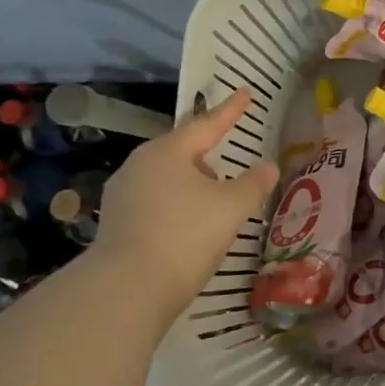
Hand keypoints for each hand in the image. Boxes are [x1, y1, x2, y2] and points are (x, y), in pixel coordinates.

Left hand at [86, 89, 278, 321]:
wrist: (125, 292)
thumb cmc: (184, 236)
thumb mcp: (231, 208)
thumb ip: (253, 183)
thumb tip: (268, 166)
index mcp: (167, 152)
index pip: (207, 124)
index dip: (230, 110)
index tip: (245, 93)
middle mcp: (139, 166)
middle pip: (182, 150)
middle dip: (206, 150)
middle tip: (227, 147)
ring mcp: (122, 196)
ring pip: (166, 177)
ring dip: (192, 181)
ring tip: (213, 192)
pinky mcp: (116, 225)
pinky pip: (155, 202)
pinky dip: (176, 204)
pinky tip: (189, 222)